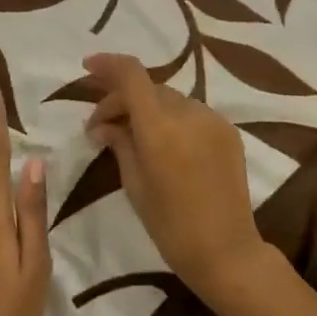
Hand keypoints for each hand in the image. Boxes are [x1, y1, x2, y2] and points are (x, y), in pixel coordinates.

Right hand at [84, 54, 268, 301]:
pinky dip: (172, 119)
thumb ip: (119, 144)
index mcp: (160, 128)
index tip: (88, 66)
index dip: (108, 65)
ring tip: (132, 134)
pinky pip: (192, 113)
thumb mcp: (134, 184)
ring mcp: (213, 120)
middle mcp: (189, 113)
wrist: (226, 250)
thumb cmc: (170, 225)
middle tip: (101, 125)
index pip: (132, 75)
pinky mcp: (229, 131)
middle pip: (149, 88)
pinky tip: (164, 143)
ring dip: (148, 108)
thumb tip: (102, 126)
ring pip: (171, 99)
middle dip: (122, 98)